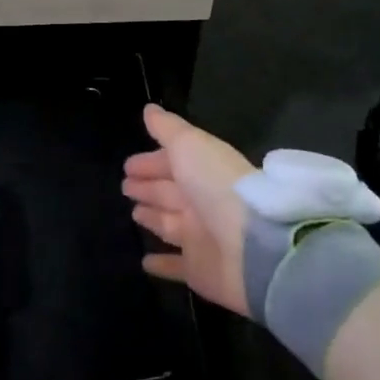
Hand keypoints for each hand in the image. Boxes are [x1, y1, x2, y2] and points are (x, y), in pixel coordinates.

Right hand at [122, 105, 256, 316]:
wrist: (253, 246)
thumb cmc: (215, 186)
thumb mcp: (189, 145)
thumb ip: (168, 128)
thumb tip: (150, 109)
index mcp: (202, 171)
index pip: (172, 163)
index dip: (150, 162)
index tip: (127, 166)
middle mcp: (202, 202)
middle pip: (169, 192)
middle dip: (148, 187)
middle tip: (125, 186)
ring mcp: (202, 237)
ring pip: (170, 224)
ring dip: (153, 218)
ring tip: (134, 213)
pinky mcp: (200, 271)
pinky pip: (175, 266)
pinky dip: (162, 264)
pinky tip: (145, 262)